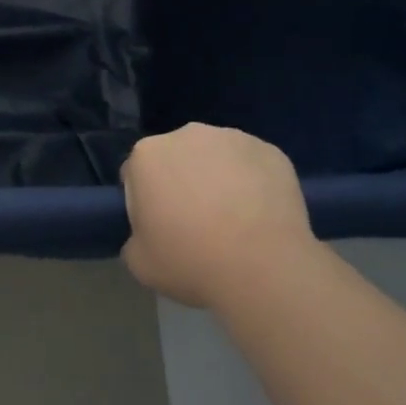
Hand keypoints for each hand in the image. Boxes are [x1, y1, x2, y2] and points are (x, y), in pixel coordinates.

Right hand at [120, 124, 317, 309]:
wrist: (264, 269)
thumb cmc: (192, 263)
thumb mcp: (140, 263)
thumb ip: (135, 238)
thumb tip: (149, 233)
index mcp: (147, 155)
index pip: (136, 173)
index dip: (145, 200)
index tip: (159, 225)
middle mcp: (187, 135)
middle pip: (177, 157)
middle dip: (182, 181)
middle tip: (196, 222)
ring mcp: (233, 138)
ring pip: (217, 156)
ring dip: (218, 178)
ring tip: (234, 220)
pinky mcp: (270, 151)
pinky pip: (252, 165)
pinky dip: (253, 182)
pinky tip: (260, 215)